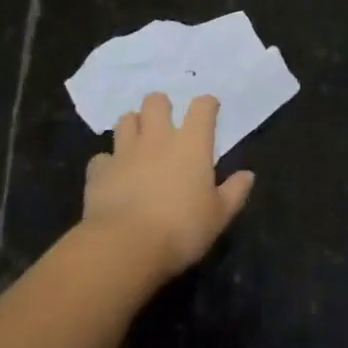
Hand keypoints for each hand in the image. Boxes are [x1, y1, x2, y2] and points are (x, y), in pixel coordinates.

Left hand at [83, 92, 254, 282]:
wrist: (126, 246)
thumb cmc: (181, 229)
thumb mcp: (218, 216)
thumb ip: (234, 192)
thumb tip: (248, 175)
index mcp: (192, 143)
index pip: (202, 106)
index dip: (207, 104)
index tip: (210, 110)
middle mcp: (158, 137)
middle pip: (156, 101)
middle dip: (161, 106)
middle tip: (165, 124)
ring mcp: (125, 151)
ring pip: (125, 120)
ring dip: (132, 126)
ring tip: (137, 142)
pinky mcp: (99, 170)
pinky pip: (102, 157)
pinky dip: (107, 164)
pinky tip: (112, 176)